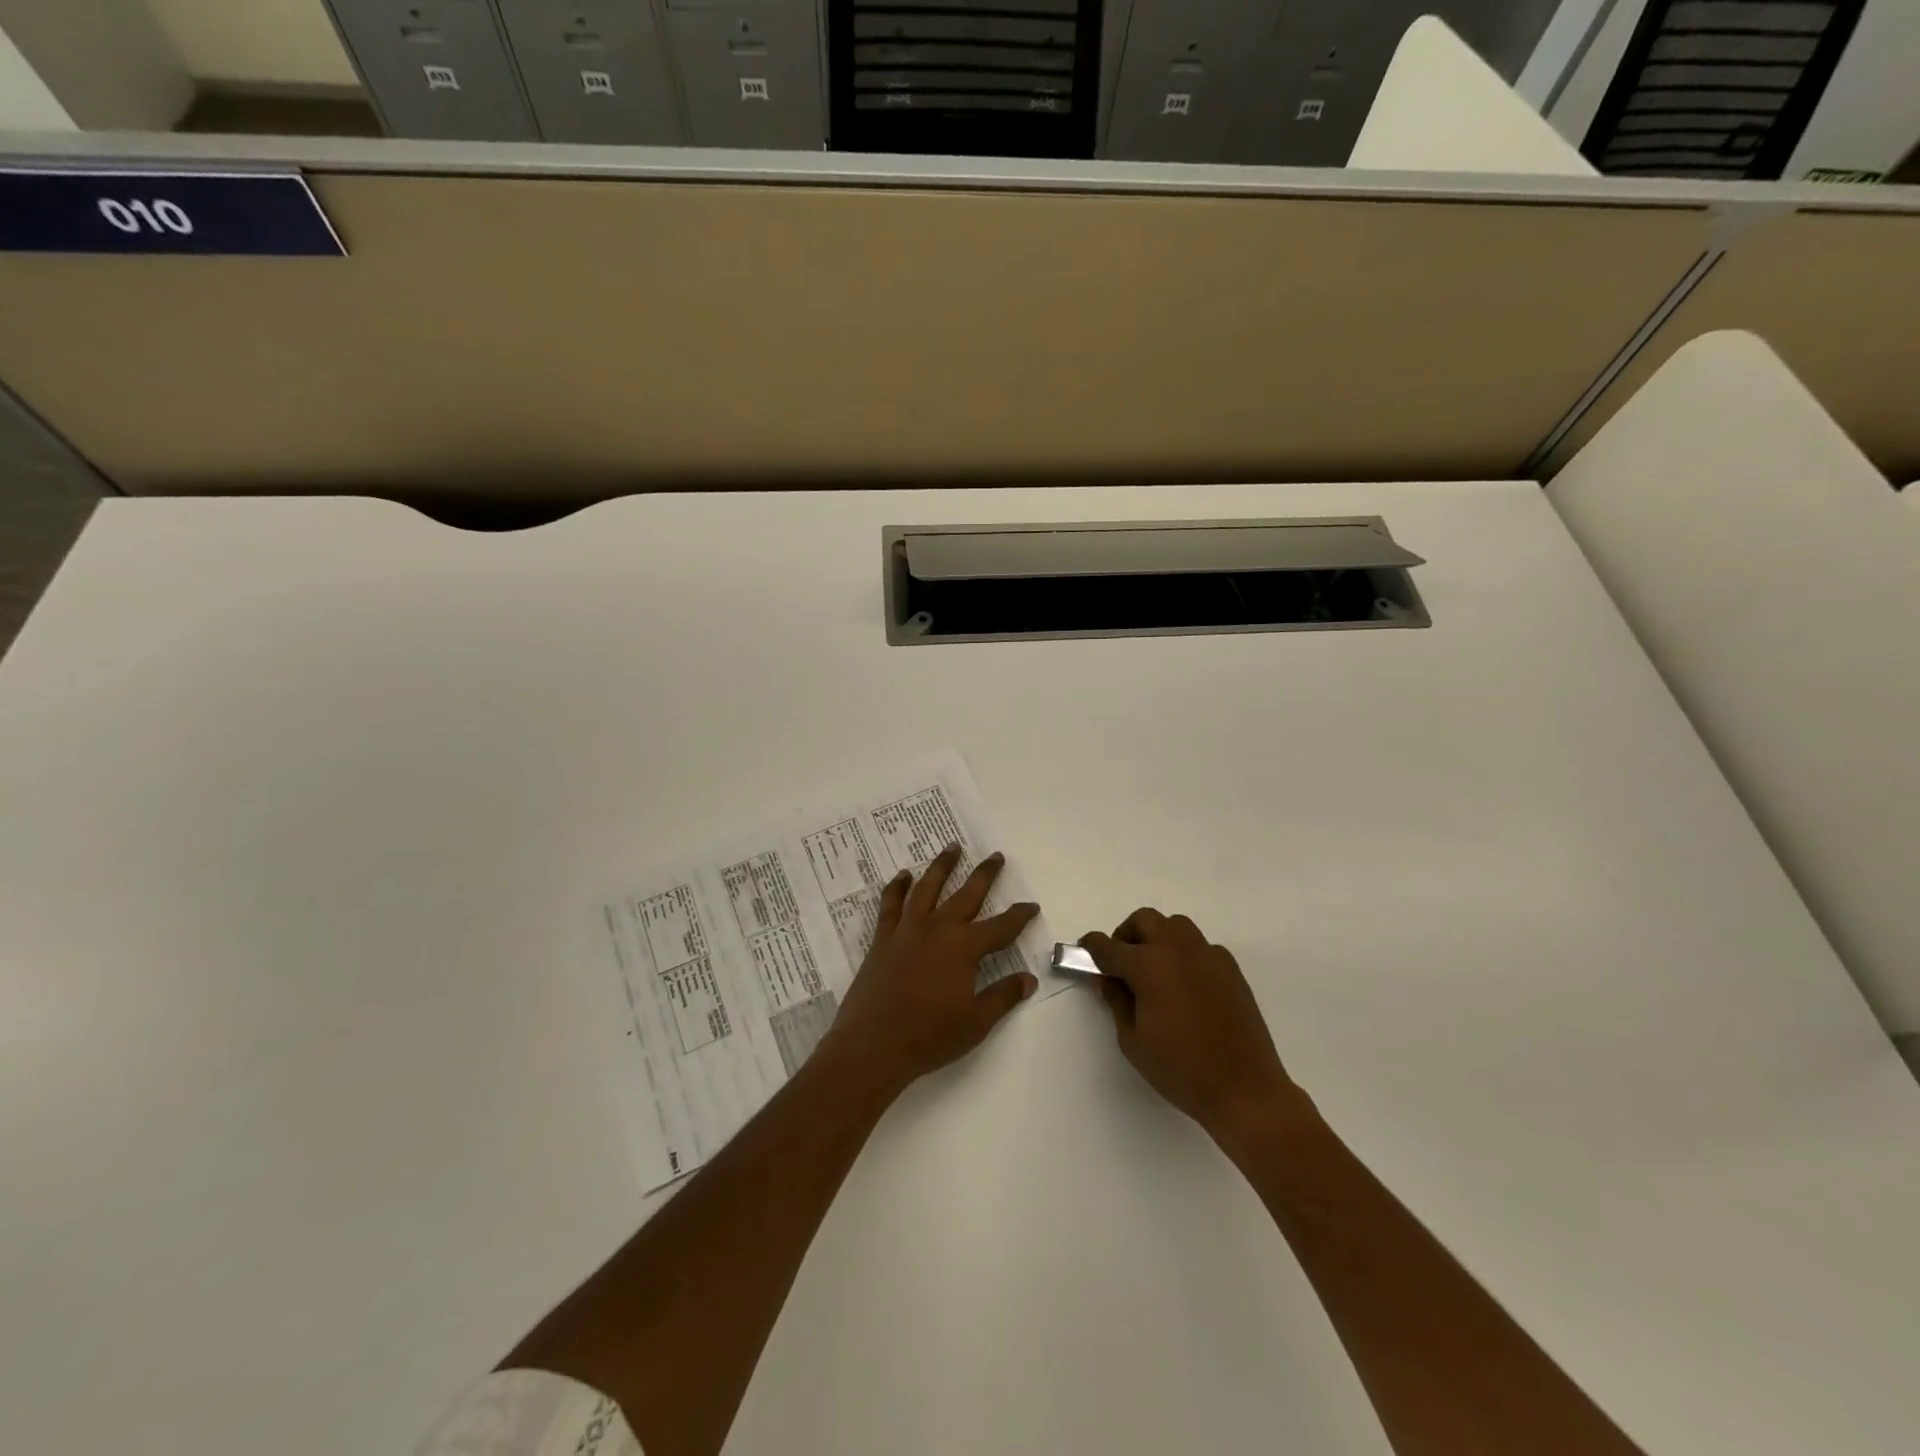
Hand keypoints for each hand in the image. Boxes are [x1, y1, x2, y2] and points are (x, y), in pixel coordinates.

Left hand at [820, 844, 1039, 1099]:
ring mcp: (907, 930)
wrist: (873, 1045)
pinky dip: (897, 887)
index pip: (1001, 927)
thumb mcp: (976, 1022)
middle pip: (967, 894)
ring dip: (942, 866)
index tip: (1031, 905)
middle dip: (985, 874)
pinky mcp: (883, 938)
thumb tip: (1029, 978)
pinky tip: (903, 875)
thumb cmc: (929, 1036)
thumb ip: (1003, 996)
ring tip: (952, 847)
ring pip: (927, 887)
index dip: (1019, 916)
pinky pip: (891, 904)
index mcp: (964, 948)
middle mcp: (938, 929)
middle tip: (996, 856)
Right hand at [1082, 908, 1303, 1146]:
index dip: (1092, 947)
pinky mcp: (1230, 968)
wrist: (1245, 1089)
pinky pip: (1200, 946)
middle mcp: (1178, 949)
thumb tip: (1107, 978)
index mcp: (1149, 966)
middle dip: (1126, 935)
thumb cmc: (1181, 1069)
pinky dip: (1184, 954)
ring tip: (1154, 970)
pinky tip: (1185, 986)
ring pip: (1175, 925)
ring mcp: (1208, 955)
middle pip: (1144, 920)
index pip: (1109, 945)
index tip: (1085, 952)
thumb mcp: (1133, 1040)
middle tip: (1121, 964)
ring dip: (1157, 937)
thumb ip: (1116, 1000)